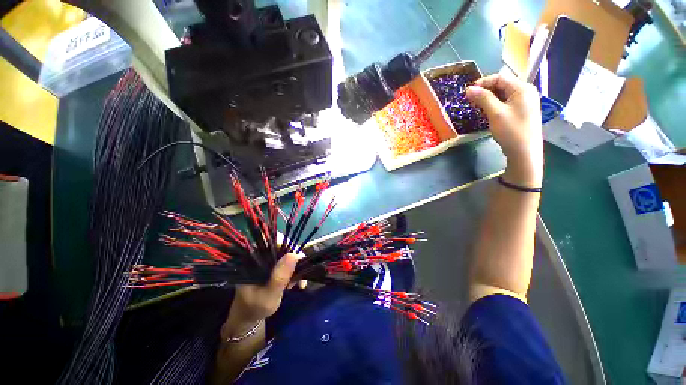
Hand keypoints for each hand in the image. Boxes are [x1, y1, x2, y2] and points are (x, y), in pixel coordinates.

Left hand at [221, 253, 299, 337]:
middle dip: (295, 260)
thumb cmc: (255, 308)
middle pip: (283, 246)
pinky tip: (296, 283)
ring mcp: (267, 260)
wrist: (248, 318)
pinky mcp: (272, 266)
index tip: (298, 259)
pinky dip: (294, 271)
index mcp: (253, 258)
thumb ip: (280, 277)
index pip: (272, 241)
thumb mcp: (269, 296)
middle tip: (300, 276)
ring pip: (287, 254)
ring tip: (298, 283)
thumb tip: (294, 255)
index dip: (288, 245)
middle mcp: (260, 255)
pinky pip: (287, 262)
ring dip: (296, 267)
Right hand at [466, 73, 542, 187]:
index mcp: (522, 89)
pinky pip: (507, 103)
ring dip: (489, 98)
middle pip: (503, 85)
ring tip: (477, 107)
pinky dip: (495, 104)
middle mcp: (526, 92)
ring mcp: (525, 102)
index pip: (500, 77)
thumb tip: (469, 89)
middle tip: (471, 101)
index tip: (468, 92)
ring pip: (504, 94)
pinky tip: (488, 112)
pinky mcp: (522, 112)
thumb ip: (483, 98)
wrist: (524, 152)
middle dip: (486, 90)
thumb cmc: (511, 131)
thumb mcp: (495, 113)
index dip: (483, 82)